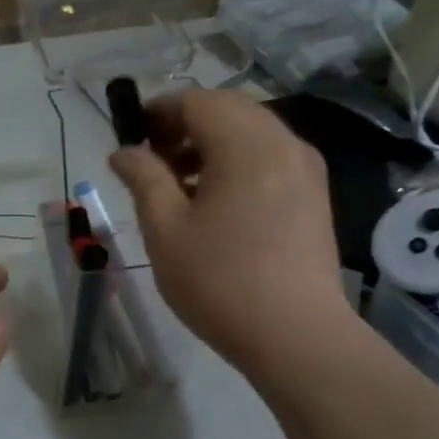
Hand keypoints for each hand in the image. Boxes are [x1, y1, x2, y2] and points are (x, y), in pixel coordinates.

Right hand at [110, 90, 350, 378]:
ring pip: (250, 133)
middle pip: (228, 110)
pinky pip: (268, 158)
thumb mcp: (165, 229)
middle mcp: (284, 144)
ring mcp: (306, 170)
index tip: (131, 138)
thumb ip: (143, 178)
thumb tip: (124, 151)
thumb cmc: (220, 281)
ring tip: (178, 186)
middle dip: (184, 126)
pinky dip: (235, 163)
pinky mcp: (314, 196)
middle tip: (152, 161)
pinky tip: (214, 204)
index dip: (158, 111)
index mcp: (247, 145)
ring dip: (210, 145)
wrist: (296, 337)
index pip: (197, 101)